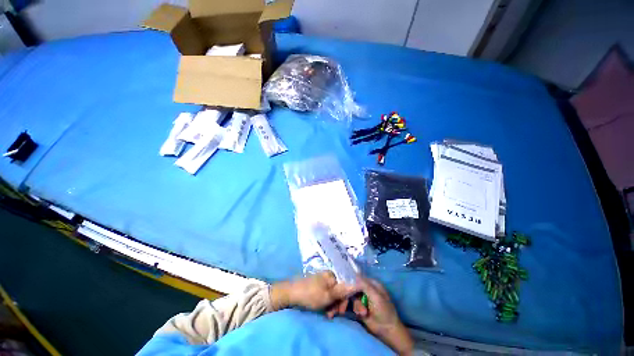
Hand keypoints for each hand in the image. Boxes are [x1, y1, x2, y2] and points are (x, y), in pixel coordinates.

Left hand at [270, 272, 358, 315]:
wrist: (291, 294)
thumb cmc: (310, 294)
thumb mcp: (328, 295)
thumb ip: (343, 290)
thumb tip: (358, 283)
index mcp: (333, 275)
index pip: (348, 284)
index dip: (352, 297)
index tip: (354, 310)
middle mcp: (330, 276)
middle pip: (342, 290)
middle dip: (341, 303)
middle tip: (337, 314)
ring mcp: (324, 281)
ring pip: (335, 294)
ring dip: (335, 306)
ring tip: (329, 315)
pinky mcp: (319, 287)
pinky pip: (329, 295)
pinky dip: (329, 304)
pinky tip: (326, 311)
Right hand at [353, 276, 413, 355]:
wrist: (386, 330)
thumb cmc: (384, 310)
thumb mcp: (375, 295)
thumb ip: (364, 285)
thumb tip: (354, 275)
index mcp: (372, 283)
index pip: (359, 277)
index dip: (353, 280)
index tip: (349, 286)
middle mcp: (366, 289)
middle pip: (354, 286)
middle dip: (353, 294)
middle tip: (358, 301)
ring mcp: (363, 298)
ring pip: (353, 296)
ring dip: (357, 304)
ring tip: (364, 312)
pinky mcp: (360, 307)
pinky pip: (353, 304)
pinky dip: (357, 309)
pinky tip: (362, 314)